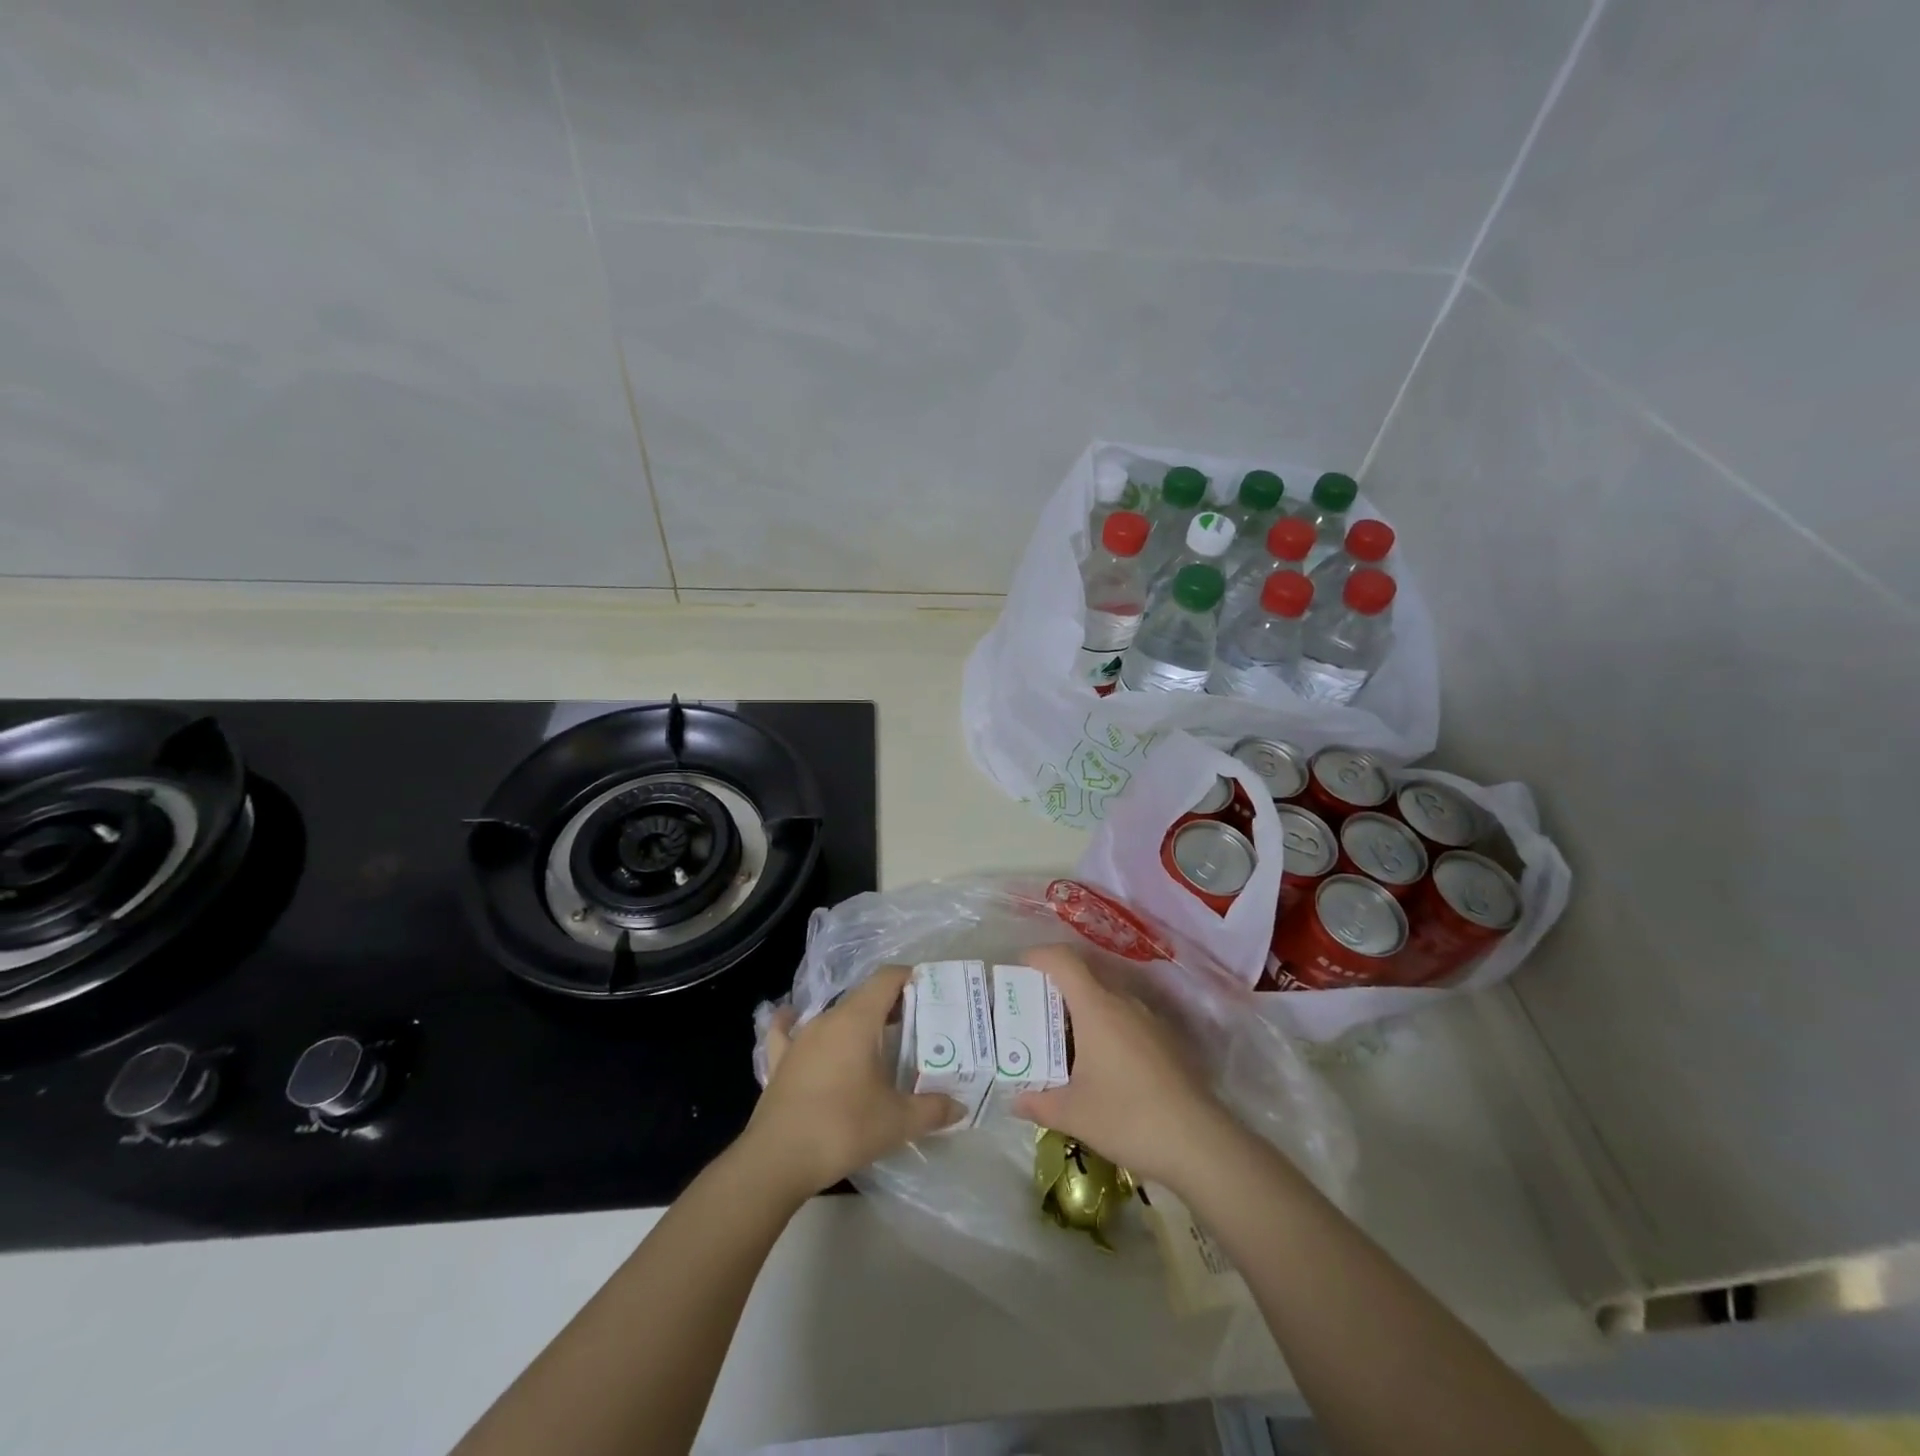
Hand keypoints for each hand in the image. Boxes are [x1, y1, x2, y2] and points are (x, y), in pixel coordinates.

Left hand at [743, 965, 963, 1200]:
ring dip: (857, 1021)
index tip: (931, 992)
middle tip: (915, 1026)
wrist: (777, 1160)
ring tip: (877, 1041)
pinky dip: (794, 1024)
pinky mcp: (780, 1061)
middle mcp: (828, 1019)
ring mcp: (800, 1038)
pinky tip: (792, 1020)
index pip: (887, 979)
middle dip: (891, 1005)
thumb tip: (960, 1105)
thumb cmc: (843, 1128)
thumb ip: (932, 1109)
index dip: (910, 978)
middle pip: (864, 996)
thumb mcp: (897, 1121)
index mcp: (858, 1020)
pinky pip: (787, 1032)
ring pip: (834, 1015)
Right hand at [1011, 944, 1235, 1186]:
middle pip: (1085, 977)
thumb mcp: (1073, 1114)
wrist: (1199, 1143)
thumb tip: (1015, 1100)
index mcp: (1097, 1007)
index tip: (1020, 968)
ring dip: (1083, 1010)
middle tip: (1035, 1013)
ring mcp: (1150, 1020)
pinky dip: (1107, 1028)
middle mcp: (1124, 1003)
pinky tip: (1102, 1064)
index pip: (1064, 961)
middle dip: (1057, 988)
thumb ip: (1038, 1103)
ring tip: (1065, 1041)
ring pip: (1108, 999)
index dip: (1039, 956)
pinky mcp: (1167, 1040)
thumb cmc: (1127, 1117)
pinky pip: (1127, 1019)